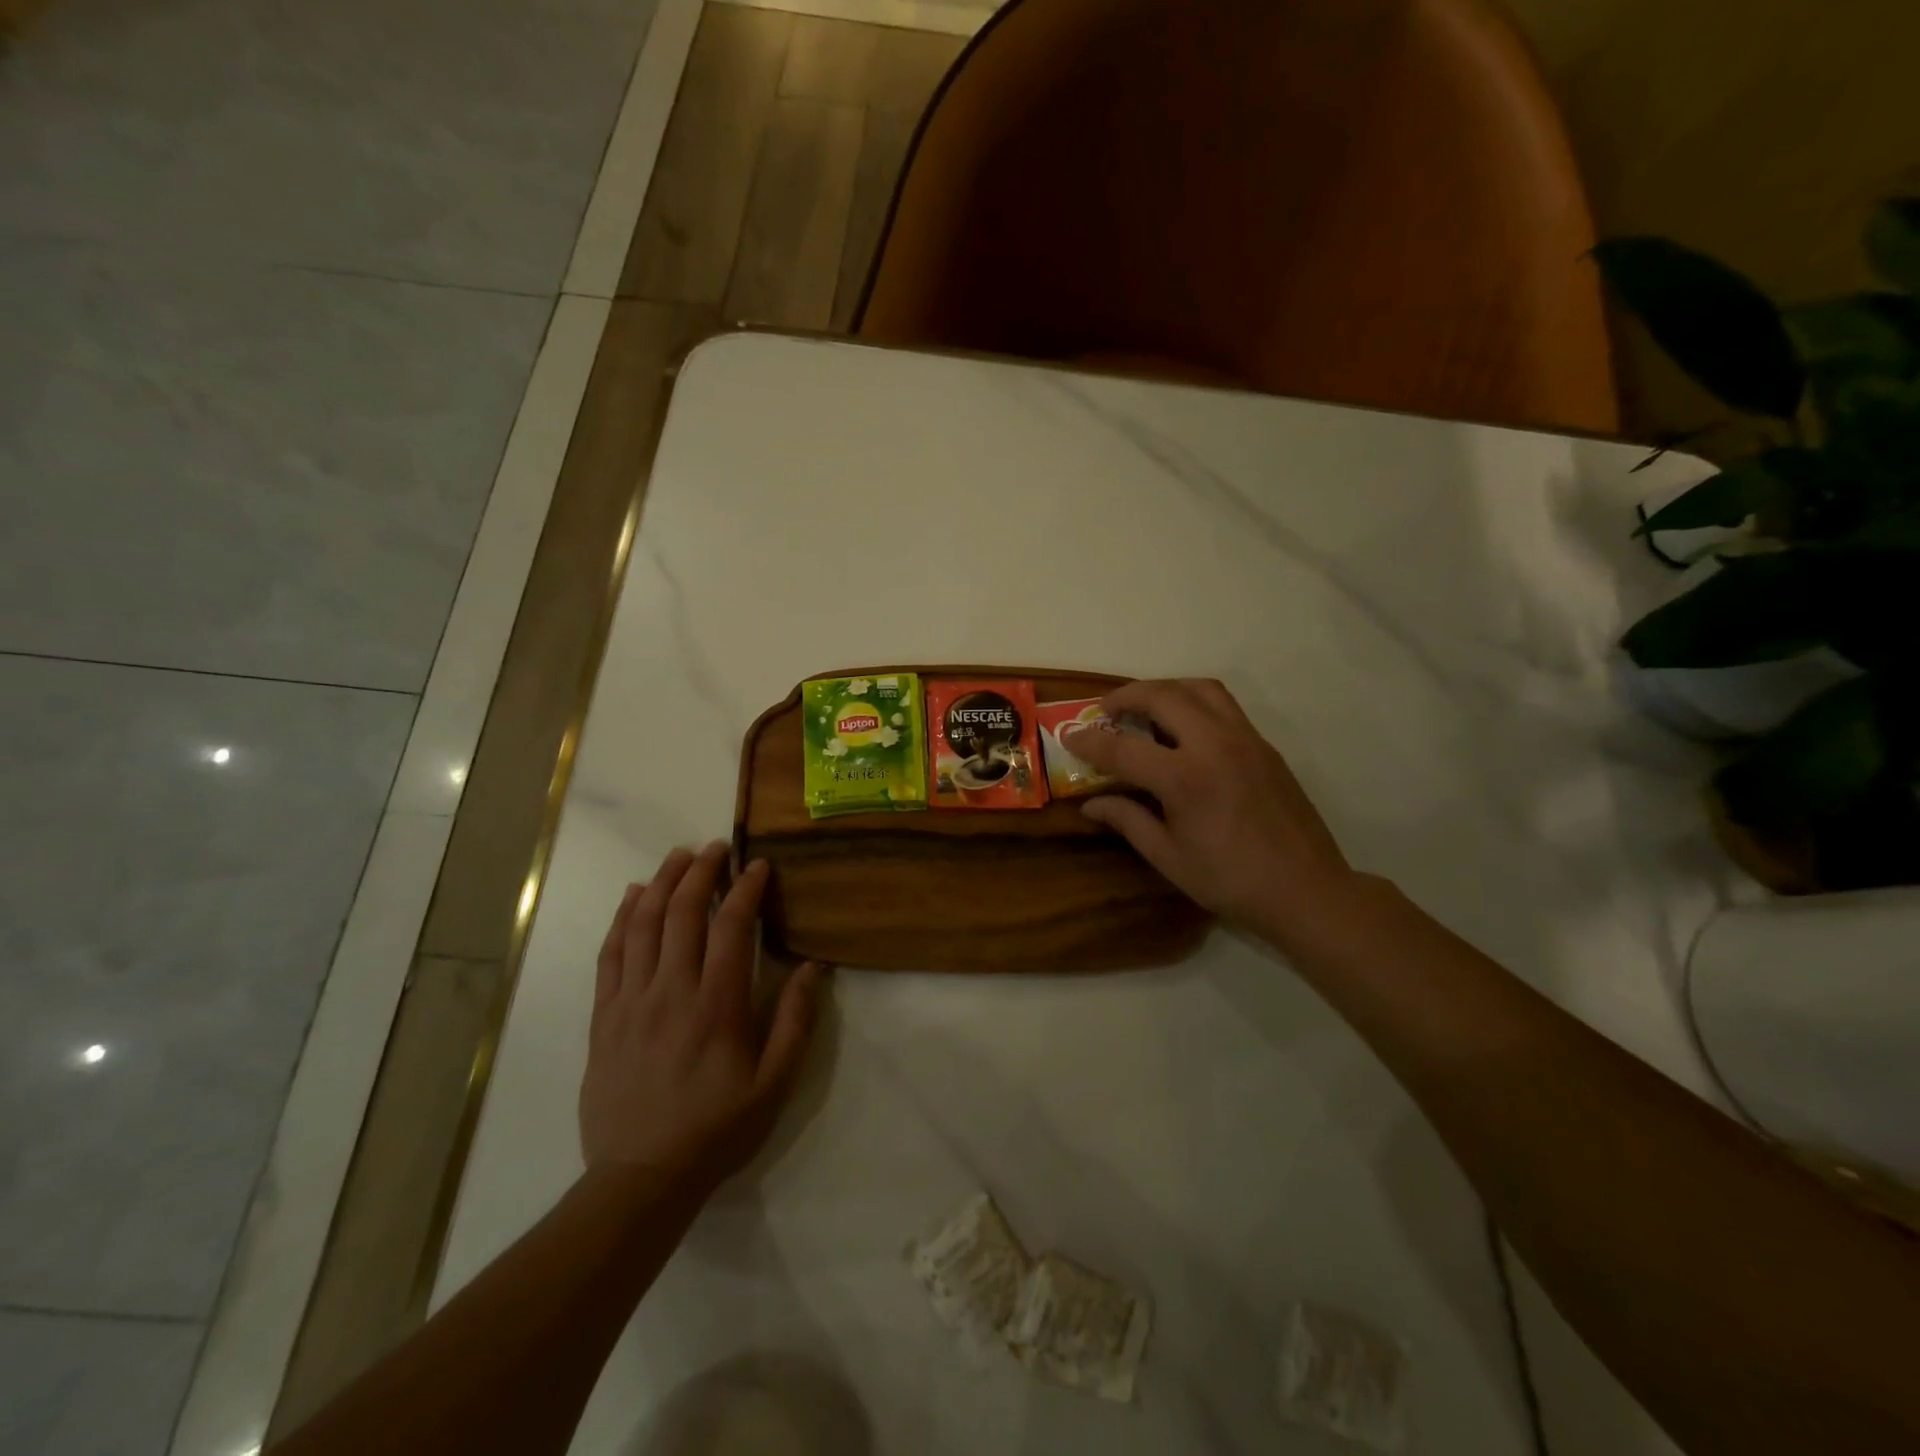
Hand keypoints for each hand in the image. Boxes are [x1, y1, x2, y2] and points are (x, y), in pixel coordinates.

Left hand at [580, 841, 821, 1193]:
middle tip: (717, 847)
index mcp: (717, 1005)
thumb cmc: (717, 1129)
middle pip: (683, 913)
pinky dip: (622, 918)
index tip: (758, 866)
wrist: (641, 1178)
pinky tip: (633, 896)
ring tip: (679, 856)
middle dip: (702, 871)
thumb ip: (795, 1021)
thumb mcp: (775, 1083)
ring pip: (643, 925)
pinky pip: (610, 955)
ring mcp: (631, 1001)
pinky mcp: (604, 1017)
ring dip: (662, 883)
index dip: (746, 889)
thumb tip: (813, 967)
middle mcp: (671, 991)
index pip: (731, 927)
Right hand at [1063, 679, 1356, 940]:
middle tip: (1105, 711)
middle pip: (1162, 696)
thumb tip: (1090, 805)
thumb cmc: (1230, 881)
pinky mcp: (1264, 745)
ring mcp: (1245, 739)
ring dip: (1164, 689)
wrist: (1306, 890)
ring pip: (1199, 688)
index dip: (1089, 742)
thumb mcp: (1168, 857)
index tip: (1069, 737)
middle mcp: (1214, 745)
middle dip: (1125, 696)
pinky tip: (1184, 730)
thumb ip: (1127, 821)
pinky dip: (1194, 702)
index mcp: (1185, 778)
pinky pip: (1224, 705)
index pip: (1123, 748)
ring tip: (1145, 707)